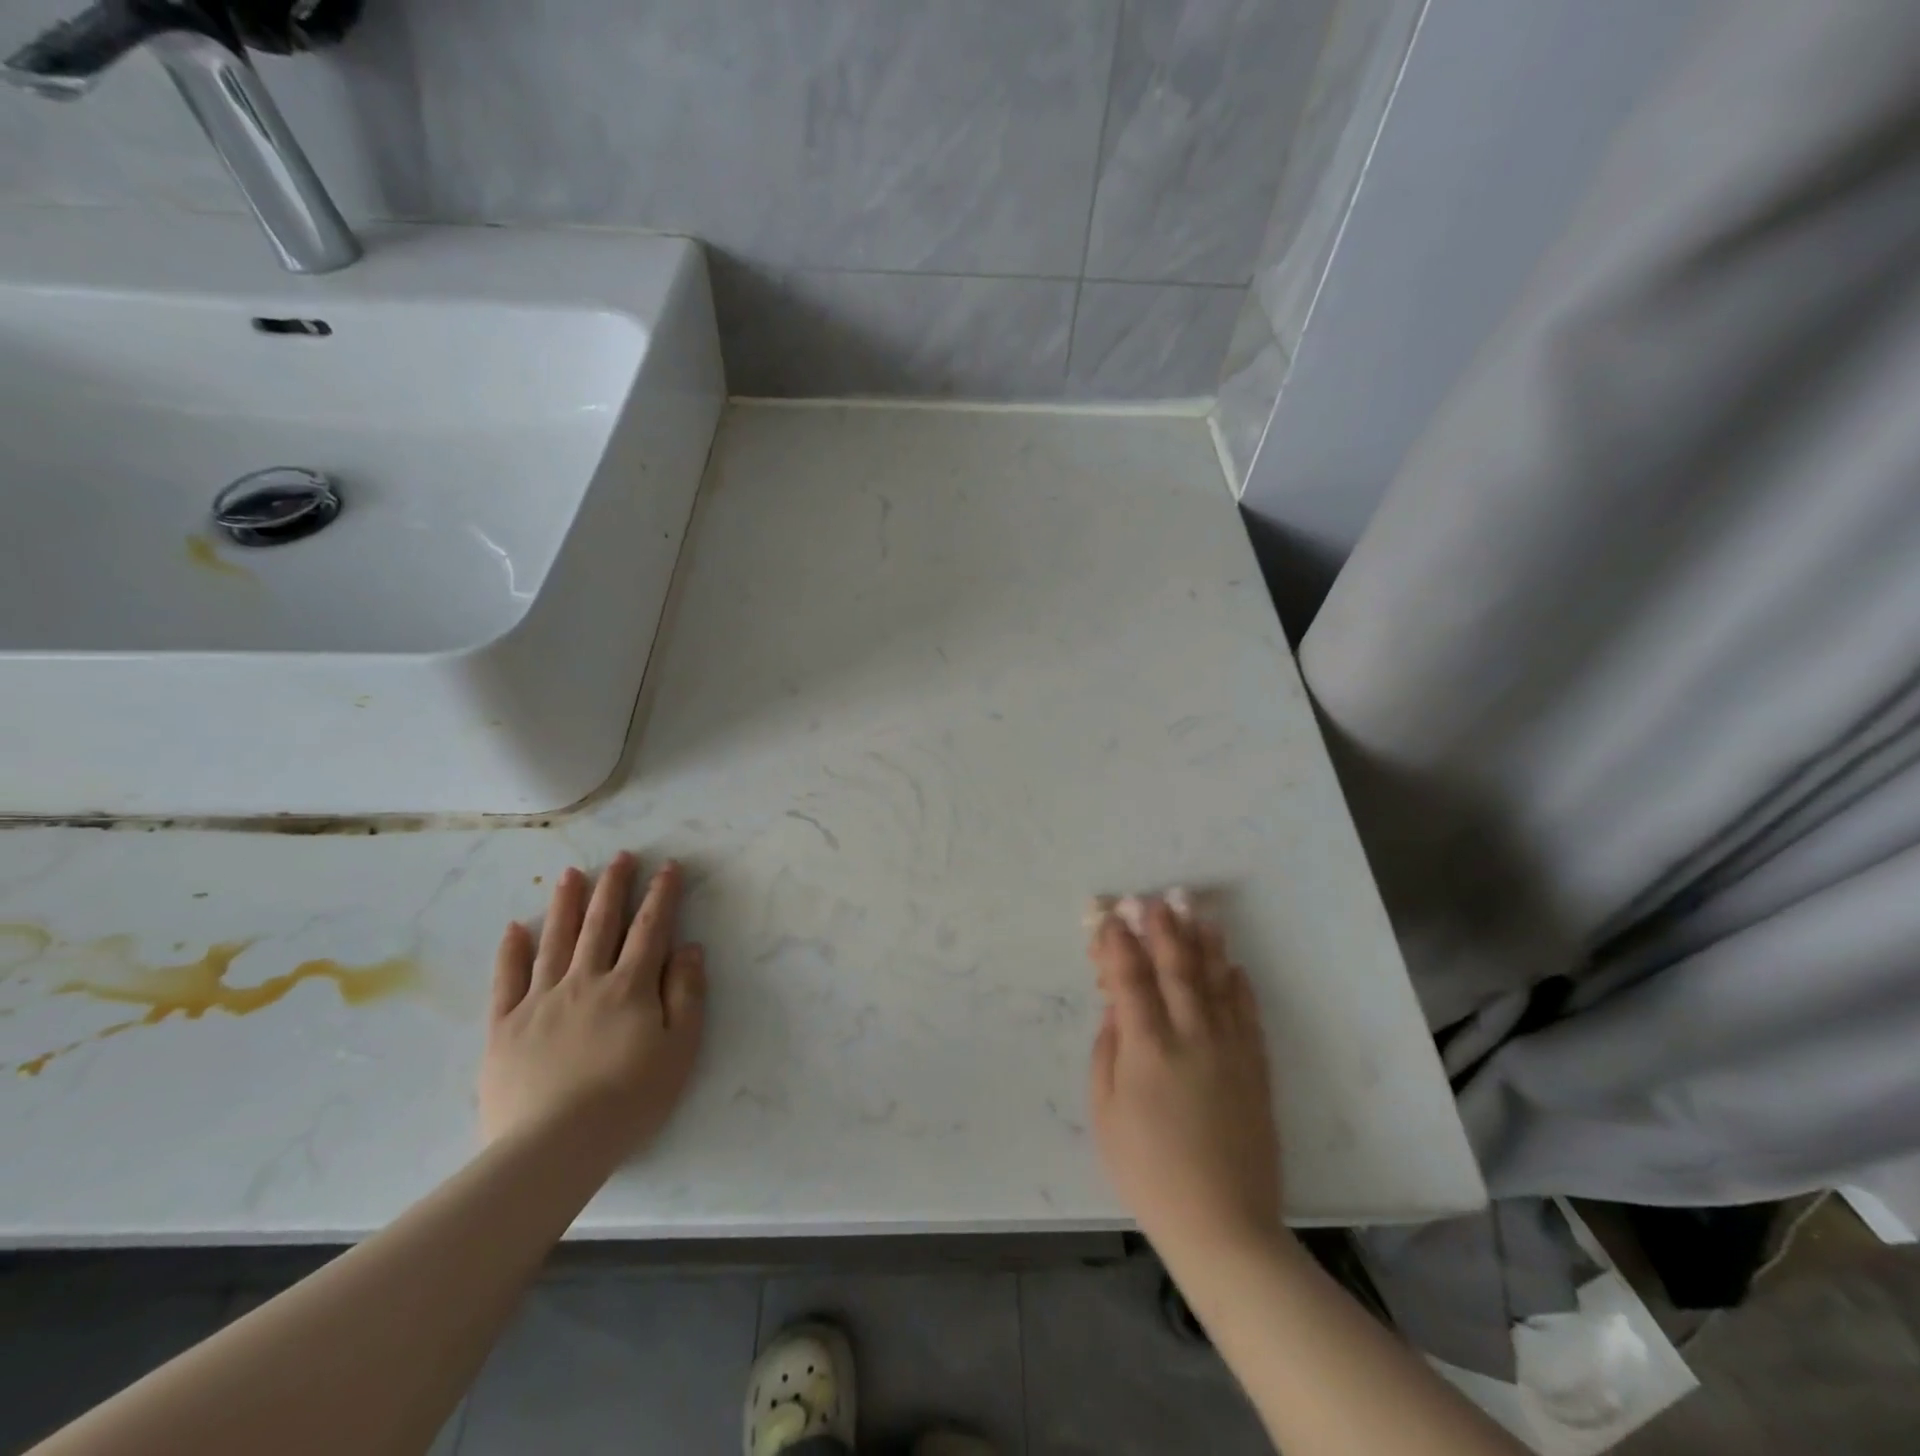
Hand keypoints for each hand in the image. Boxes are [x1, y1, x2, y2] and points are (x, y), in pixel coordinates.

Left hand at [480, 853, 706, 1165]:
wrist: (554, 1148)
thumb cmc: (629, 1100)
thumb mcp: (680, 1049)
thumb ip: (687, 994)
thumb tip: (691, 949)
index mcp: (630, 986)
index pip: (650, 928)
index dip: (661, 895)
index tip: (668, 866)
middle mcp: (585, 981)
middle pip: (601, 924)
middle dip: (613, 887)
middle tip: (620, 857)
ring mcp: (541, 1001)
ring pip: (555, 941)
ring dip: (565, 904)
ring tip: (571, 873)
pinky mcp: (505, 1027)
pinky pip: (507, 980)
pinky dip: (511, 951)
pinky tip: (515, 928)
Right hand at [1088, 898, 1282, 1262]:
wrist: (1224, 1224)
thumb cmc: (1149, 1172)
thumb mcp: (1105, 1114)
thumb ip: (1108, 1054)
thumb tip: (1117, 1012)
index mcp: (1147, 1049)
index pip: (1130, 979)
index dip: (1118, 944)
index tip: (1110, 918)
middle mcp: (1191, 1038)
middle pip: (1176, 969)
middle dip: (1164, 930)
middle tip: (1157, 899)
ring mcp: (1229, 1051)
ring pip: (1216, 983)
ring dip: (1205, 945)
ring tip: (1199, 913)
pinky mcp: (1255, 1070)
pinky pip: (1247, 1015)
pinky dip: (1238, 986)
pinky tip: (1232, 967)